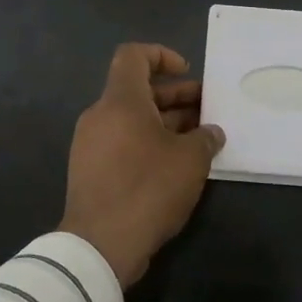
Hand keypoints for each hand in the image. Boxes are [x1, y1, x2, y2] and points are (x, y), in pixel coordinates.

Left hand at [61, 43, 225, 287]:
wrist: (99, 246)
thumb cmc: (148, 189)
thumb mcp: (190, 160)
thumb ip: (205, 138)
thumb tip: (211, 132)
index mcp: (121, 101)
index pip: (133, 56)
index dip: (161, 55)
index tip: (187, 72)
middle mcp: (100, 115)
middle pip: (137, 90)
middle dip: (175, 95)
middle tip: (207, 109)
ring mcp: (91, 144)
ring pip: (131, 119)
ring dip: (165, 122)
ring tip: (199, 138)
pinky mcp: (90, 170)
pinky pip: (122, 142)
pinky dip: (148, 143)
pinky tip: (176, 165)